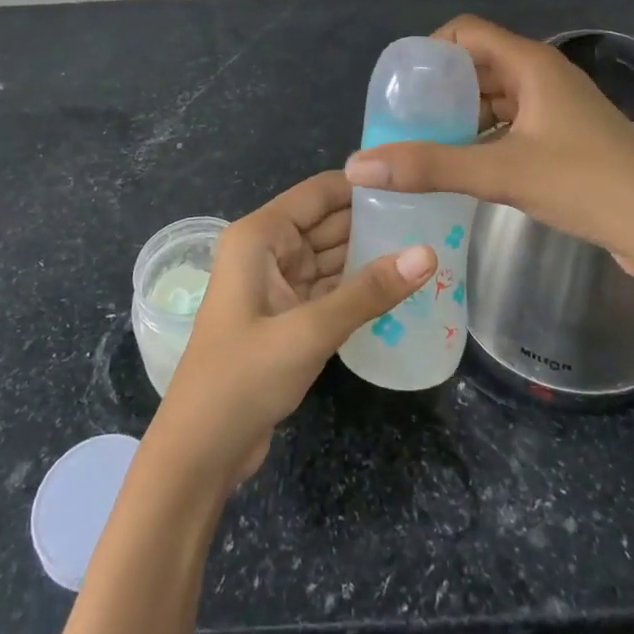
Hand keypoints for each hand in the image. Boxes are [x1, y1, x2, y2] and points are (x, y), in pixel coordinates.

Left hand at [151, 171, 435, 489]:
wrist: (201, 451)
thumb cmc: (244, 377)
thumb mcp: (309, 331)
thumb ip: (368, 292)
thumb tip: (428, 253)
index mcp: (260, 236)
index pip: (318, 193)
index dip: (363, 185)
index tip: (415, 183)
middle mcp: (267, 250)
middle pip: (327, 222)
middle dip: (374, 220)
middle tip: (433, 216)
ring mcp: (276, 284)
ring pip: (331, 257)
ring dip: (370, 254)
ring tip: (427, 244)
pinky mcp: (287, 317)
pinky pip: (328, 289)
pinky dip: (357, 288)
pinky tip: (399, 286)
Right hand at [342, 16, 633, 287]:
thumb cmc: (589, 187)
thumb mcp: (502, 173)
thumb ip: (430, 167)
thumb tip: (358, 166)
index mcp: (531, 64)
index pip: (466, 31)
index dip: (429, 49)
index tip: (399, 85)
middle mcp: (543, 75)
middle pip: (478, 63)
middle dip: (439, 87)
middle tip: (402, 120)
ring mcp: (557, 107)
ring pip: (495, 96)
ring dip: (460, 114)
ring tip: (423, 143)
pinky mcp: (565, 137)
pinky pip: (511, 123)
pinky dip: (483, 135)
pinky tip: (463, 165)